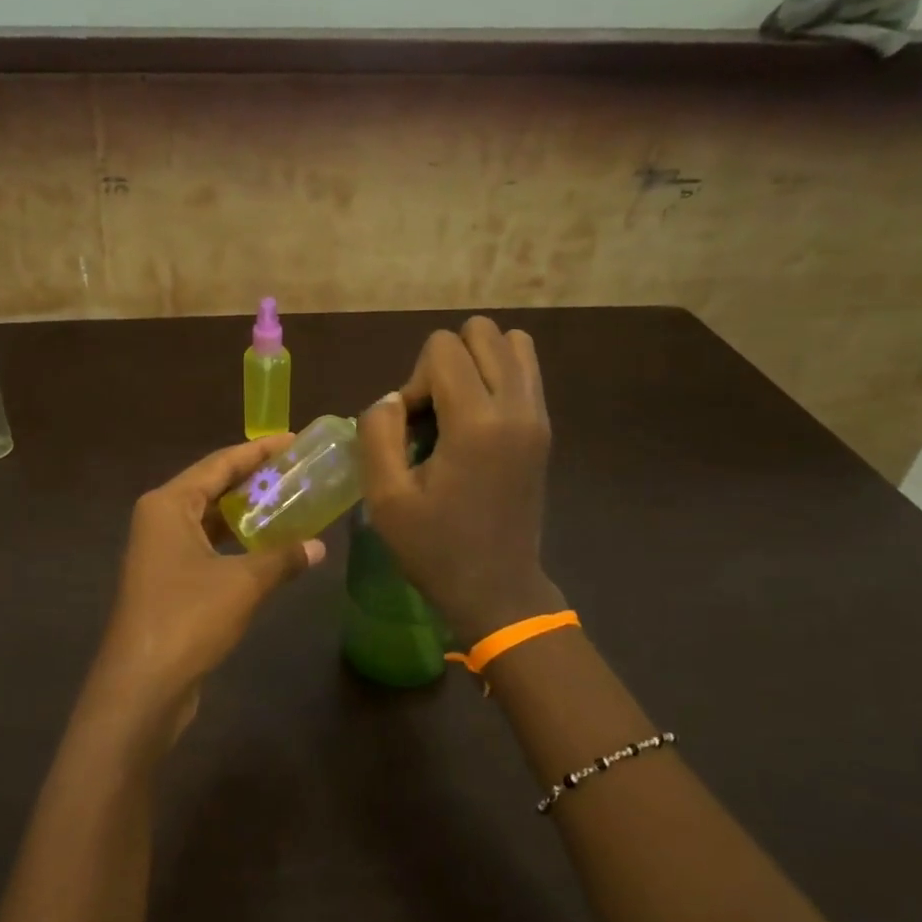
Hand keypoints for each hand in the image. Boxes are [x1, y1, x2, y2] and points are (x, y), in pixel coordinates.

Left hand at [80, 436, 326, 752]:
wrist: (142, 685)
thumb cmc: (188, 618)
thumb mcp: (244, 583)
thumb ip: (283, 558)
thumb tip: (319, 546)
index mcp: (168, 504)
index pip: (220, 463)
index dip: (259, 451)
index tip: (294, 439)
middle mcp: (160, 519)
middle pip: (213, 487)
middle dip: (255, 480)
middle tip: (299, 471)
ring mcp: (160, 552)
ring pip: (210, 520)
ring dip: (246, 514)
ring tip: (290, 503)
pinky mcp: (168, 582)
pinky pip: (208, 547)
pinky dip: (236, 543)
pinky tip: (267, 548)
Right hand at [357, 317, 561, 644]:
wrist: (497, 589)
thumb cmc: (435, 548)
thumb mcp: (385, 497)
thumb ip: (377, 433)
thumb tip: (393, 400)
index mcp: (477, 422)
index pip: (442, 348)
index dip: (414, 381)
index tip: (412, 432)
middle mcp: (516, 406)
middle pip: (481, 332)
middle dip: (446, 363)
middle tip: (433, 417)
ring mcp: (538, 416)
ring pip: (513, 343)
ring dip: (476, 364)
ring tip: (457, 412)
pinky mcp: (544, 429)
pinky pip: (525, 371)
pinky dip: (497, 378)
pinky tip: (476, 423)